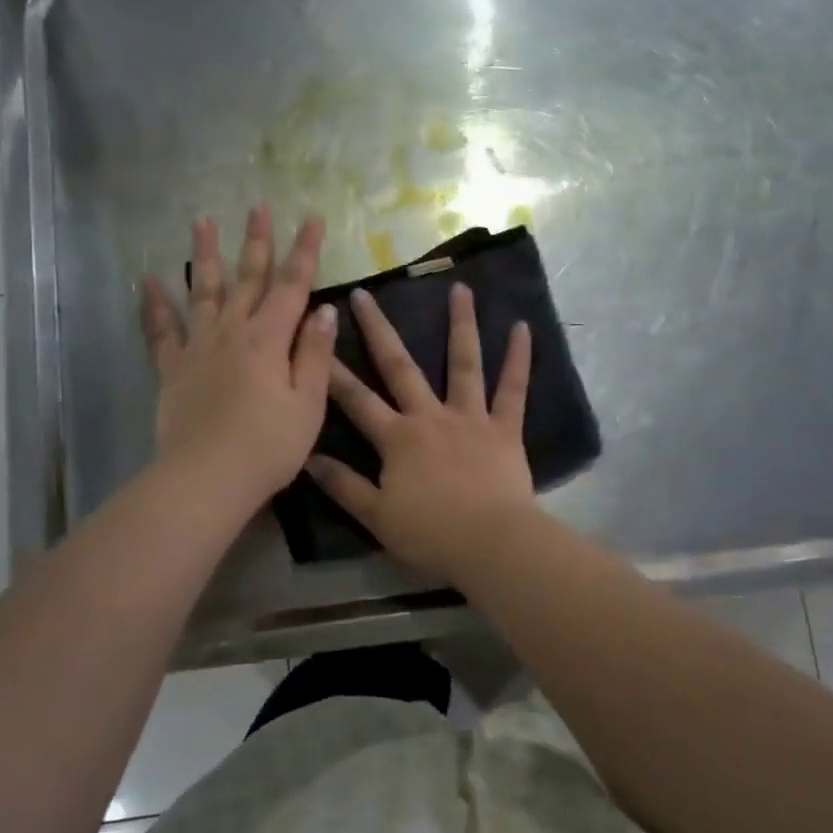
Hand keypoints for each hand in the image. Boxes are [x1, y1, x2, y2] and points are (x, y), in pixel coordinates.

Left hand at [140, 207, 337, 509]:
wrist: (206, 479)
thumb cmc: (268, 447)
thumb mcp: (308, 404)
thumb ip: (315, 355)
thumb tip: (325, 311)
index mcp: (269, 340)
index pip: (292, 286)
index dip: (304, 252)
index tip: (312, 219)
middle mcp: (232, 333)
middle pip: (248, 279)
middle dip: (257, 241)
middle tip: (259, 206)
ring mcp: (198, 348)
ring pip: (204, 292)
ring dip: (206, 256)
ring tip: (202, 221)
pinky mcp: (173, 370)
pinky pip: (161, 331)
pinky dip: (154, 305)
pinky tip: (147, 281)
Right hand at [307, 283, 534, 579]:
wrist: (491, 544)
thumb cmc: (431, 534)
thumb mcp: (377, 516)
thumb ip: (343, 485)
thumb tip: (308, 458)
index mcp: (397, 438)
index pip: (356, 400)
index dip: (332, 371)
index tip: (316, 338)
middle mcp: (430, 416)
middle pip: (400, 366)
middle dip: (379, 329)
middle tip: (365, 294)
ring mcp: (470, 418)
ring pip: (464, 363)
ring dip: (461, 324)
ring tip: (460, 288)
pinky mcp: (505, 428)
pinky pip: (513, 389)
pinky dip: (519, 359)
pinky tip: (523, 327)